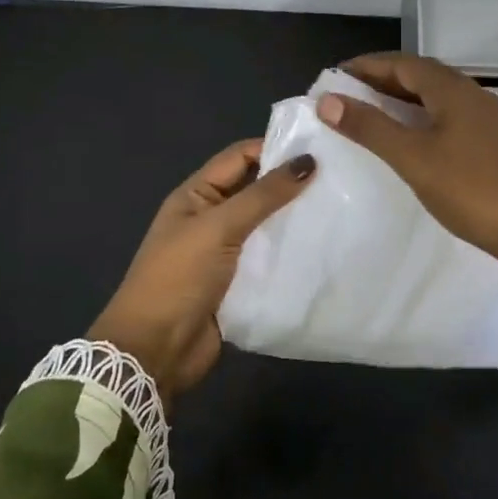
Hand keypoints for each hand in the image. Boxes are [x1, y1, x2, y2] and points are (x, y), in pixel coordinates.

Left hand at [90, 140, 314, 407]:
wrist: (156, 349)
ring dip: (296, 221)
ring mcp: (226, 253)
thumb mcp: (218, 228)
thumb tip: (308, 161)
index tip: (320, 150)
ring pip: (267, 227)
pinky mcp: (240, 283)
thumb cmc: (179, 278)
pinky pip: (271, 260)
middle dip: (291, 185)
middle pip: (256, 191)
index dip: (274, 149)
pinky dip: (293, 254)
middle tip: (340, 180)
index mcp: (196, 195)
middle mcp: (211, 219)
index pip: (239, 158)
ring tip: (341, 211)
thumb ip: (262, 195)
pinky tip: (326, 249)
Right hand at [319, 52, 497, 264]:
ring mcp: (491, 121)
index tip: (336, 75)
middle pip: (424, 77)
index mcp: (454, 91)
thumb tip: (328, 101)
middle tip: (349, 94)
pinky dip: (425, 119)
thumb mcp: (413, 158)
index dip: (368, 66)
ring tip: (375, 115)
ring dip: (405, 100)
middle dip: (385, 80)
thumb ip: (370, 128)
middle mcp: (475, 96)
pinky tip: (415, 141)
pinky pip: (452, 118)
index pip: (404, 64)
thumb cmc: (471, 190)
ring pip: (440, 99)